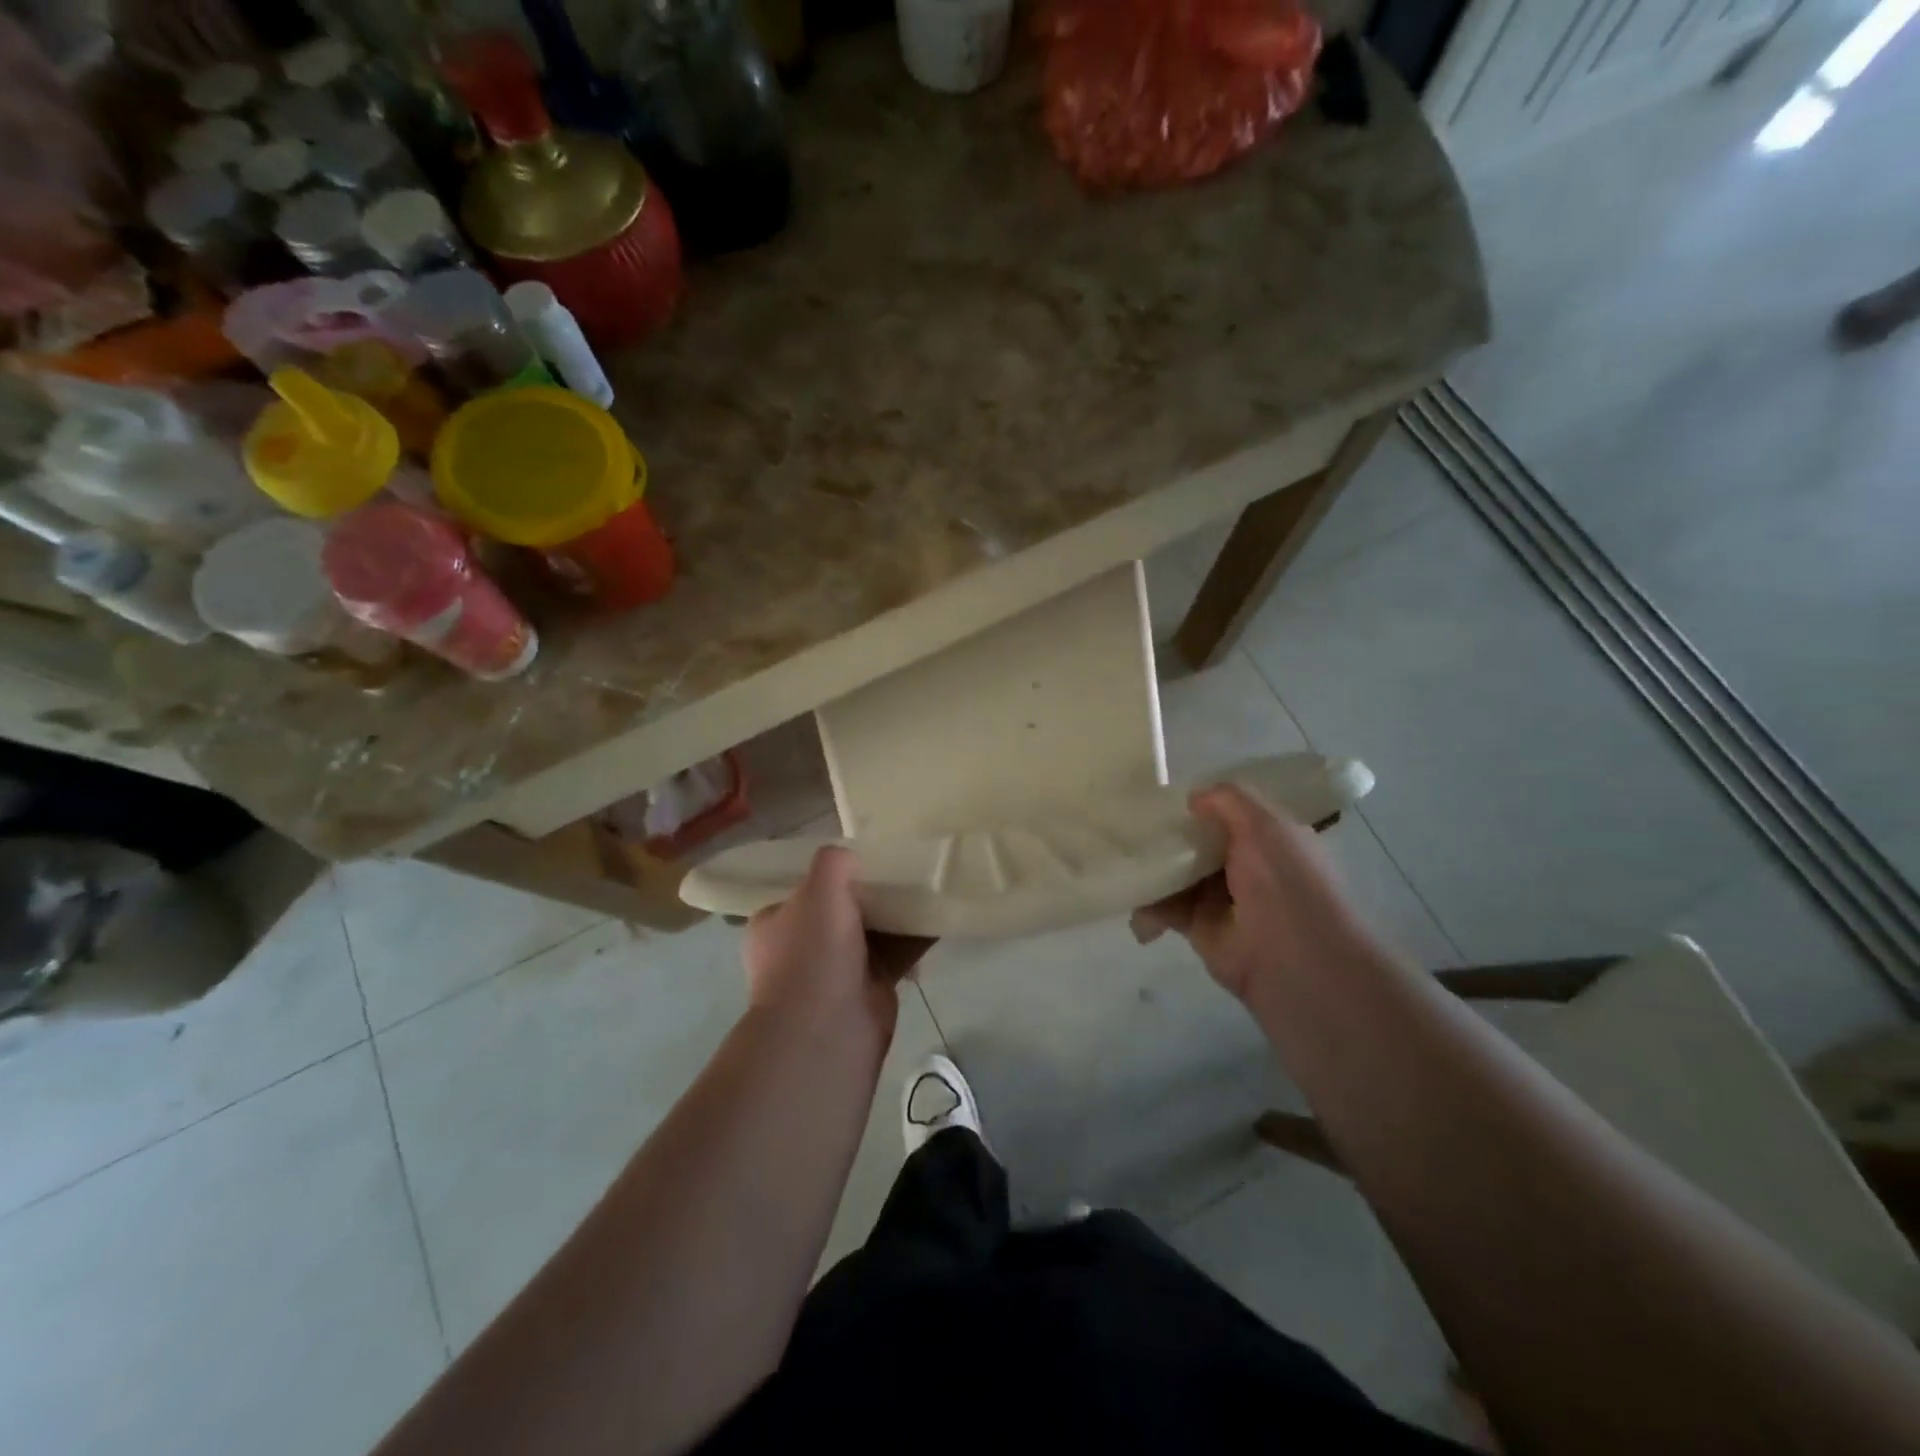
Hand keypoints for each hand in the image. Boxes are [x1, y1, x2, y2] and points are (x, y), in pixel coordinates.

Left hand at [744, 846, 931, 1042]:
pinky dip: (914, 940)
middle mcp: (800, 949)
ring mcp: (833, 973)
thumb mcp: (819, 888)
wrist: (827, 1028)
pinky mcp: (868, 990)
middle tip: (900, 872)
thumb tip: (851, 858)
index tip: (863, 862)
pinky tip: (938, 919)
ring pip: (870, 933)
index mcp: (774, 924)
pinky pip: (894, 955)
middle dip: (869, 896)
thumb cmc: (814, 952)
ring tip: (926, 888)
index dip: (831, 877)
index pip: (802, 891)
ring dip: (895, 916)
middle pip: (840, 911)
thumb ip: (834, 862)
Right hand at [1131, 784, 1370, 1003]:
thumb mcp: (1264, 824)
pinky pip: (1164, 907)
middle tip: (1127, 821)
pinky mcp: (1198, 926)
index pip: (1228, 812)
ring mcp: (1219, 897)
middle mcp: (1244, 865)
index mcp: (1267, 838)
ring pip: (1175, 873)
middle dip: (1166, 833)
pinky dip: (1146, 903)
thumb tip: (1192, 798)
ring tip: (1120, 856)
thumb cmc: (1285, 883)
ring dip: (1151, 867)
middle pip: (1196, 842)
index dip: (1200, 802)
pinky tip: (1131, 896)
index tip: (1161, 792)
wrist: (1295, 961)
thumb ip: (1227, 801)